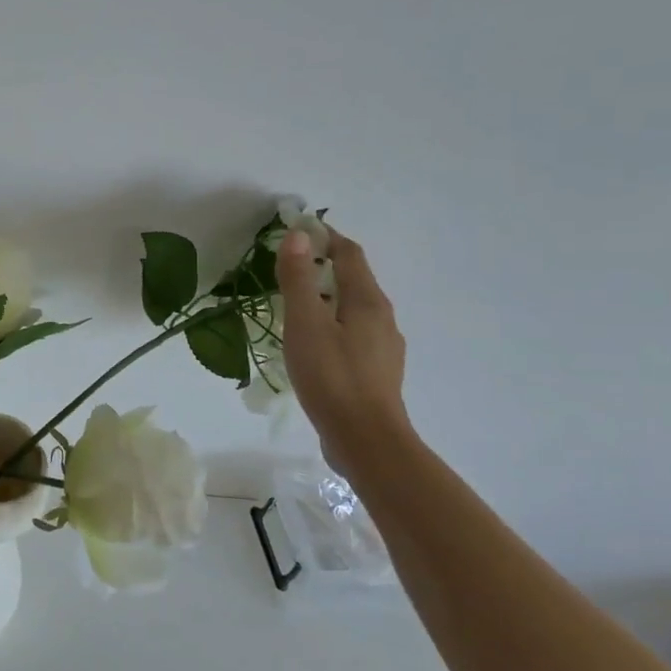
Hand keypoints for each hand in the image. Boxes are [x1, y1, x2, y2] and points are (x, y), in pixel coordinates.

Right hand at [277, 227, 412, 470]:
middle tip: (288, 267)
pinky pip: (353, 333)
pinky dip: (332, 324)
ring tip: (295, 304)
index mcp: (368, 301)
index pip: (349, 254)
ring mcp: (383, 347)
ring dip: (327, 297)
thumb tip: (298, 236)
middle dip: (324, 266)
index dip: (326, 236)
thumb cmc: (332, 377)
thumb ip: (300, 279)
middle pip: (354, 280)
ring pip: (353, 309)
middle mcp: (383, 318)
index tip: (298, 230)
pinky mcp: (376, 372)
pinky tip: (313, 344)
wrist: (365, 440)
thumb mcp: (305, 324)